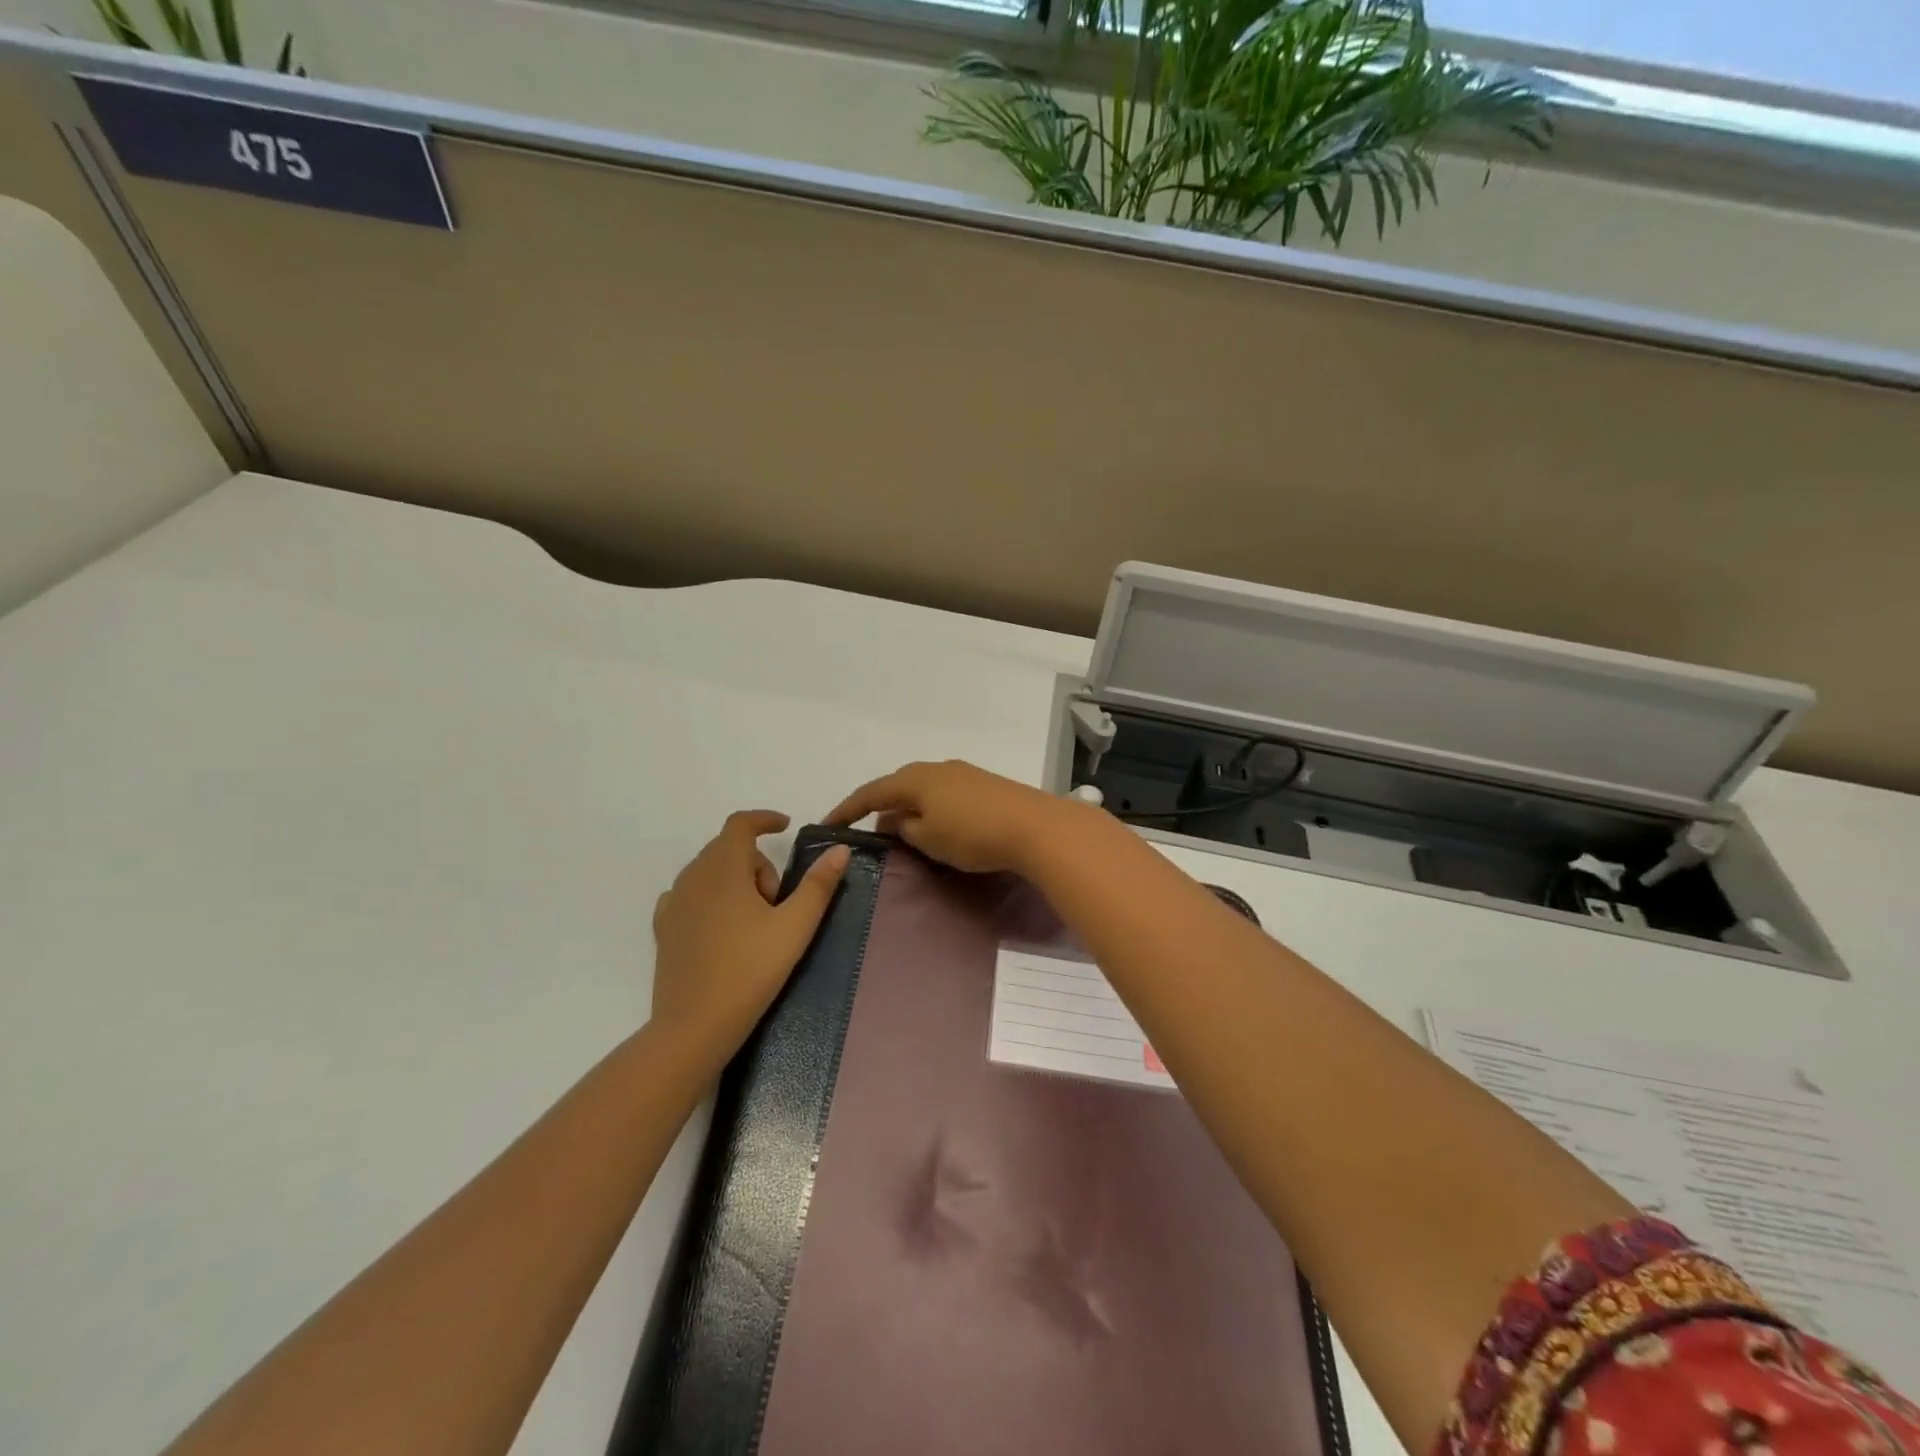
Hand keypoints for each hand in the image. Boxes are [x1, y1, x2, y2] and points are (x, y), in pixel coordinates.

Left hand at [651, 811, 850, 1059]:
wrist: (695, 1027)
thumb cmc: (751, 970)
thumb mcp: (795, 926)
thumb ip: (818, 884)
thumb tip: (839, 849)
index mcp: (723, 868)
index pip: (740, 824)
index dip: (764, 819)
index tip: (785, 826)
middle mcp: (692, 876)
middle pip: (728, 849)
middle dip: (758, 862)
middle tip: (778, 901)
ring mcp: (673, 903)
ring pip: (709, 871)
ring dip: (735, 880)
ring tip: (754, 920)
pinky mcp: (664, 929)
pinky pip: (691, 895)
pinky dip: (711, 898)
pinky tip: (724, 927)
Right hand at [825, 760, 1087, 874]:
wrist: (1035, 826)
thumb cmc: (973, 834)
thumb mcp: (928, 839)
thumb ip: (904, 828)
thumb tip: (893, 820)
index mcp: (915, 779)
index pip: (871, 792)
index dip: (847, 809)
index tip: (828, 825)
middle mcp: (936, 768)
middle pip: (899, 785)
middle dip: (881, 806)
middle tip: (870, 830)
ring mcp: (963, 773)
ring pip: (924, 789)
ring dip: (909, 808)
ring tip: (904, 831)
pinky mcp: (985, 784)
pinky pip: (945, 794)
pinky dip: (932, 808)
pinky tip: (938, 825)